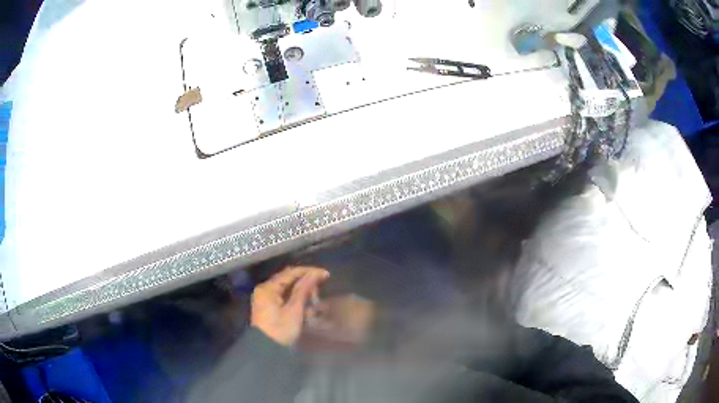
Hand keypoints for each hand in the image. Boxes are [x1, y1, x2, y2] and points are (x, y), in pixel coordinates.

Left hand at [251, 266, 329, 346]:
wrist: (267, 351)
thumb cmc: (280, 329)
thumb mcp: (294, 310)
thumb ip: (303, 290)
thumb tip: (314, 274)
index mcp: (268, 288)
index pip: (290, 273)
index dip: (309, 272)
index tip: (326, 275)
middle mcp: (265, 290)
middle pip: (289, 281)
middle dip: (306, 286)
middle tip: (318, 295)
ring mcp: (266, 300)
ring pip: (288, 291)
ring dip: (303, 296)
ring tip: (314, 306)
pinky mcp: (270, 309)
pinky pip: (285, 300)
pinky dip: (296, 303)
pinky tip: (307, 312)